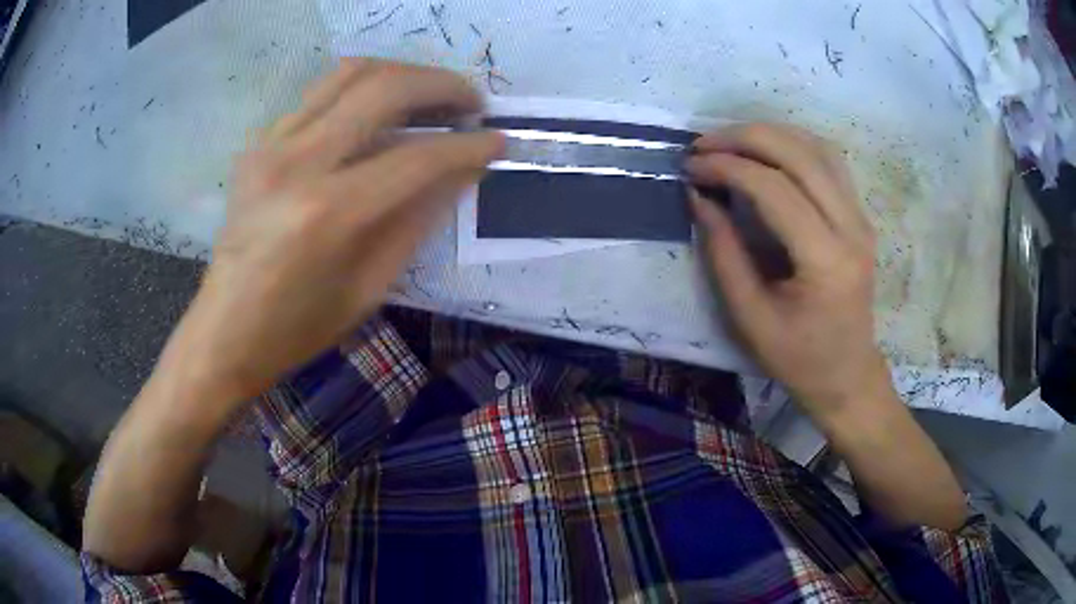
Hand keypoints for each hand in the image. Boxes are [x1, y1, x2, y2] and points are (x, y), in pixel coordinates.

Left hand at [173, 59, 502, 401]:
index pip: (418, 157)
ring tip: (431, 95)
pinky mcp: (258, 143)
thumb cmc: (297, 328)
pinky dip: (361, 92)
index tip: (498, 140)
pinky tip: (377, 114)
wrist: (224, 332)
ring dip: (403, 74)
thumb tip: (461, 172)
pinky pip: (320, 94)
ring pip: (350, 73)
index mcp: (329, 214)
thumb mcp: (369, 287)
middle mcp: (298, 162)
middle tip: (471, 102)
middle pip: (385, 88)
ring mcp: (271, 145)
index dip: (469, 145)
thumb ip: (418, 220)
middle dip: (442, 86)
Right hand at [687, 124, 890, 418]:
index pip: (775, 189)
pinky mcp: (859, 216)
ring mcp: (861, 218)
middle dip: (745, 138)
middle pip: (799, 154)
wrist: (848, 374)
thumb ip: (723, 253)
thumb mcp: (750, 317)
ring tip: (729, 142)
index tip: (691, 167)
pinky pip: (828, 161)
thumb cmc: (798, 359)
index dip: (727, 168)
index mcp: (826, 261)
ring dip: (770, 134)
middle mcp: (852, 228)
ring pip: (818, 148)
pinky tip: (766, 151)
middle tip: (703, 144)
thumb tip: (699, 196)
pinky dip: (793, 144)